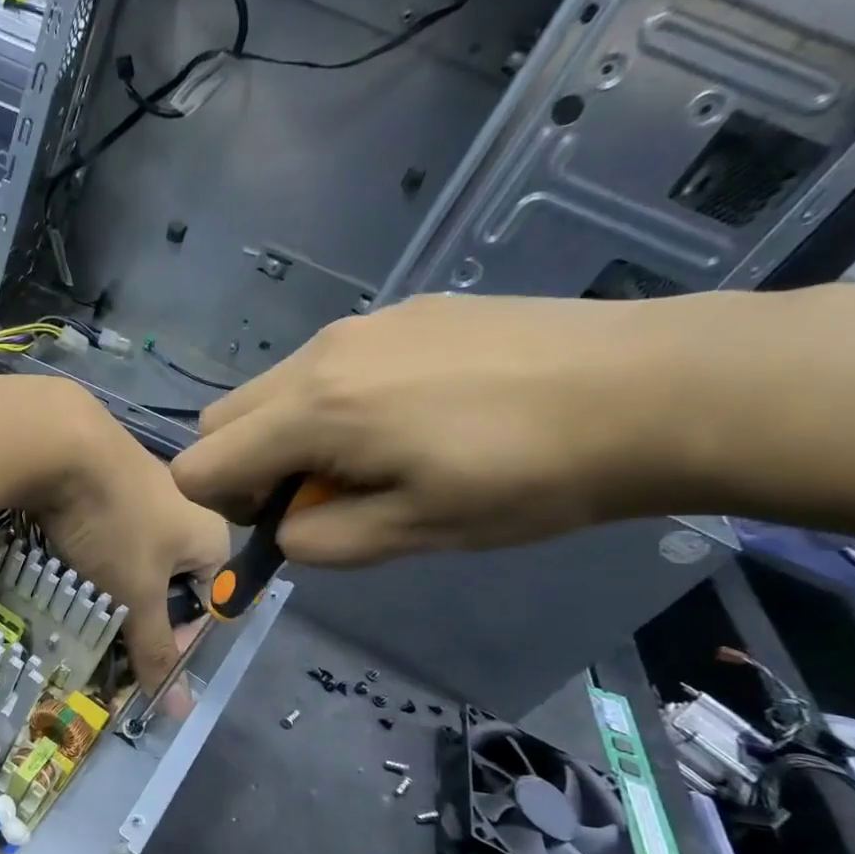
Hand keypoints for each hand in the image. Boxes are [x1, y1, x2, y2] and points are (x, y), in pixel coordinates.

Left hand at [34, 392, 230, 691]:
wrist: (59, 441)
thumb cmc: (113, 524)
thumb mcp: (135, 595)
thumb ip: (156, 649)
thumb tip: (182, 711)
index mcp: (212, 535)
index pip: (209, 602)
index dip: (178, 635)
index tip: (140, 650)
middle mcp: (187, 507)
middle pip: (171, 579)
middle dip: (140, 608)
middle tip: (108, 624)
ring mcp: (146, 485)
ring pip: (137, 553)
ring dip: (113, 580)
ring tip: (83, 591)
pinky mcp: (108, 474)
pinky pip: (109, 526)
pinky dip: (93, 547)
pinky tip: (69, 553)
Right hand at [171, 293, 661, 568]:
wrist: (654, 387)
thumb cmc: (527, 477)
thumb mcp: (414, 533)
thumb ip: (320, 541)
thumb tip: (285, 528)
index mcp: (313, 412)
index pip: (199, 464)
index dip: (223, 507)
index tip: (288, 520)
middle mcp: (318, 356)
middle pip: (222, 420)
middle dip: (245, 467)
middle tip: (321, 494)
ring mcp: (360, 326)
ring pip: (273, 389)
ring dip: (289, 434)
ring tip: (376, 456)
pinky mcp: (402, 312)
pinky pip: (326, 364)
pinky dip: (332, 402)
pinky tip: (415, 416)